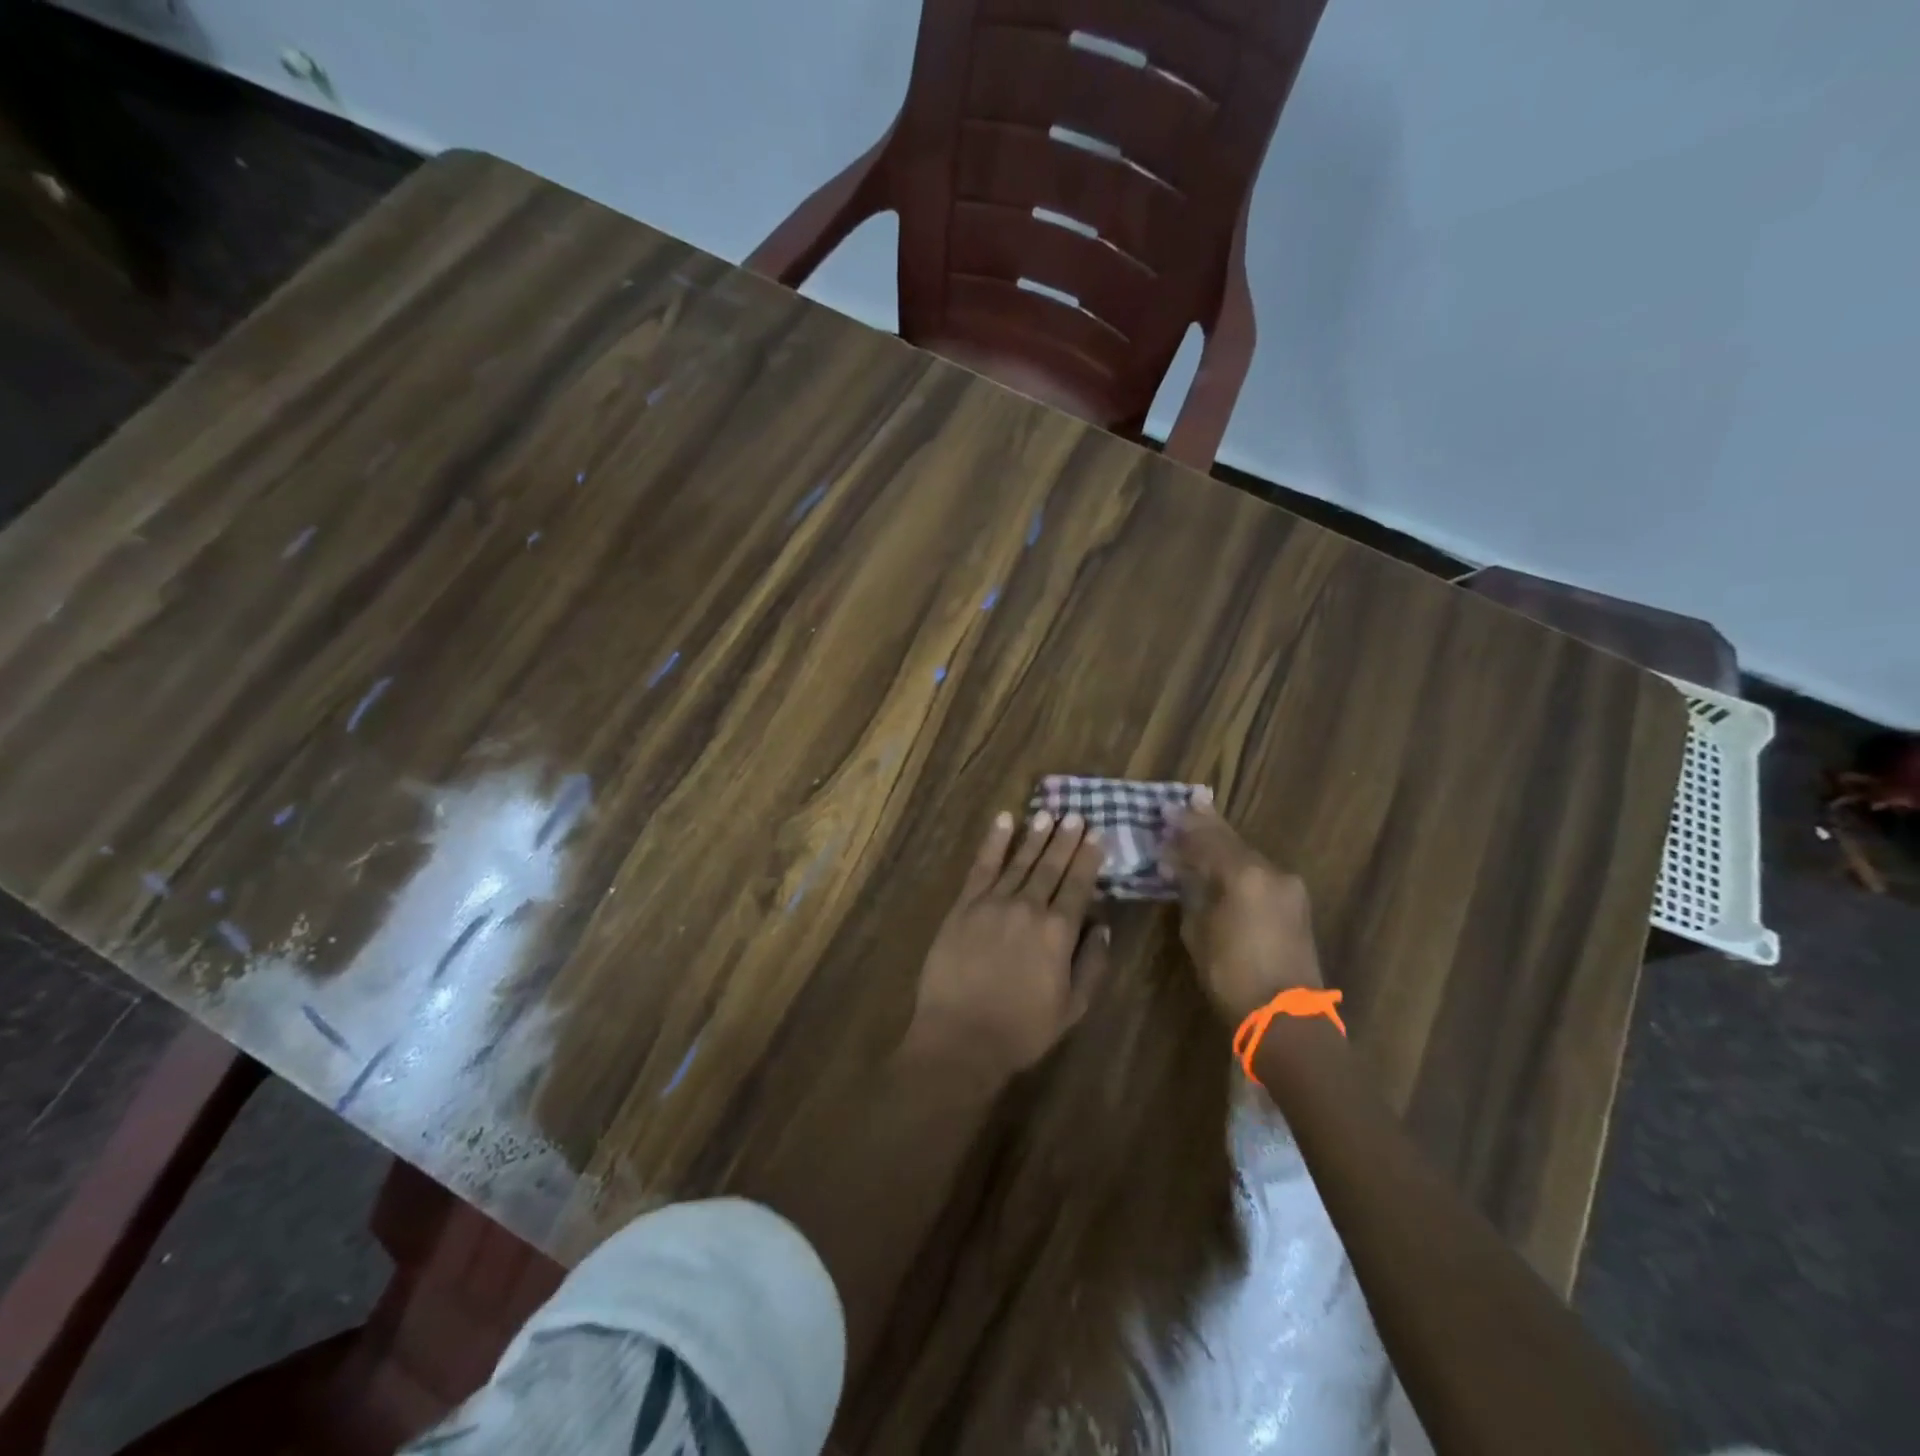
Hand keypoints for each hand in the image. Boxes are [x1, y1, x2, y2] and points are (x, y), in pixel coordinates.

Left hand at [904, 810, 1111, 1086]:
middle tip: (1076, 815)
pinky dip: (993, 842)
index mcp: (1058, 932)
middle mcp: (1028, 908)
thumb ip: (1092, 964)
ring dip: (1035, 835)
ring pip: (1019, 861)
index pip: (1078, 885)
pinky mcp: (964, 906)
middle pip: (1050, 866)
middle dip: (1065, 839)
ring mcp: (993, 903)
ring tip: (1048, 813)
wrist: (961, 1037)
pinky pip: (981, 866)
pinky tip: (1004, 821)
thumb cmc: (1022, 1030)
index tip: (1097, 835)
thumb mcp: (1072, 1008)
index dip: (1088, 858)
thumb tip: (1102, 926)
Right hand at [1162, 791, 1322, 1025]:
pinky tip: (1222, 866)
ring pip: (1247, 856)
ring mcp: (1288, 887)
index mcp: (1244, 874)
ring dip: (1222, 847)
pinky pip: (1260, 874)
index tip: (1166, 810)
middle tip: (1185, 806)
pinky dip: (1238, 866)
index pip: (1208, 838)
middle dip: (1205, 826)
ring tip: (1198, 835)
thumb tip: (1182, 870)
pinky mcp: (1296, 904)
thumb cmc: (1231, 975)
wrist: (1286, 1017)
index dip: (1185, 825)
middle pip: (1231, 840)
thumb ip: (1191, 891)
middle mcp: (1270, 871)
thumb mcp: (1197, 931)